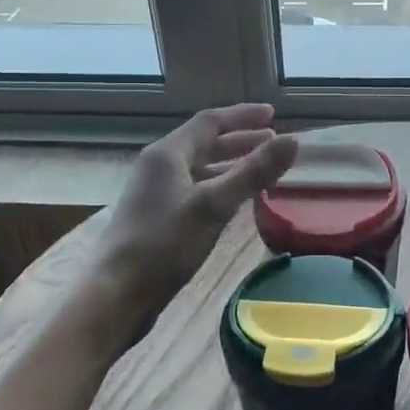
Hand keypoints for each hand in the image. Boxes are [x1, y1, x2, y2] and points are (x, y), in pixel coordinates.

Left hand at [95, 105, 297, 349]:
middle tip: (273, 141)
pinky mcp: (158, 219)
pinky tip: (236, 203)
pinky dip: (220, 188)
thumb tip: (292, 141)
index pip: (209, 122)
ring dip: (231, 165)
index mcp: (167, 154)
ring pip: (200, 169)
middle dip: (240, 141)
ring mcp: (156, 194)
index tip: (274, 115)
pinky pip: (196, 191)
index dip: (242, 116)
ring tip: (262, 170)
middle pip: (204, 144)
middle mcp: (159, 167)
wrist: (116, 294)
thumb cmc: (164, 244)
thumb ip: (253, 172)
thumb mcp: (214, 205)